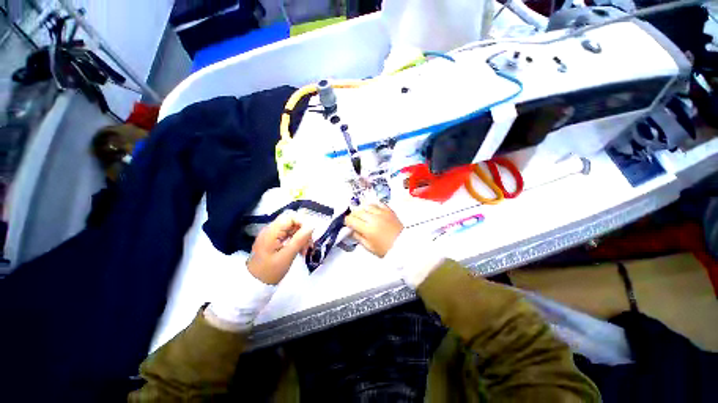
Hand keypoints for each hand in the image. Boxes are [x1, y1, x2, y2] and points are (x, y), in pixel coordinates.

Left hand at [247, 212, 312, 284]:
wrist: (254, 285)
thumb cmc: (270, 271)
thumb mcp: (287, 256)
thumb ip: (299, 239)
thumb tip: (312, 225)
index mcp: (272, 231)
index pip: (290, 216)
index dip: (303, 222)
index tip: (310, 235)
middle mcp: (272, 229)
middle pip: (292, 220)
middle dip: (303, 230)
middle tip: (309, 244)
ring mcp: (273, 234)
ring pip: (293, 227)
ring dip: (302, 236)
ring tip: (305, 250)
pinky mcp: (275, 240)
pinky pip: (290, 234)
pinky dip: (297, 240)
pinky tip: (300, 250)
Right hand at [345, 203, 402, 257]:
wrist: (404, 245)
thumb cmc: (386, 249)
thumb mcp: (369, 247)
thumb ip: (358, 237)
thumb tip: (351, 231)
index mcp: (367, 229)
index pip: (351, 219)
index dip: (347, 222)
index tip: (349, 225)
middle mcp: (373, 218)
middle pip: (357, 211)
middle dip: (354, 215)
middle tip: (356, 221)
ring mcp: (381, 212)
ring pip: (366, 205)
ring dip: (363, 210)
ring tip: (364, 216)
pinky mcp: (388, 210)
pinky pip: (378, 203)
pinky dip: (373, 206)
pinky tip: (373, 211)